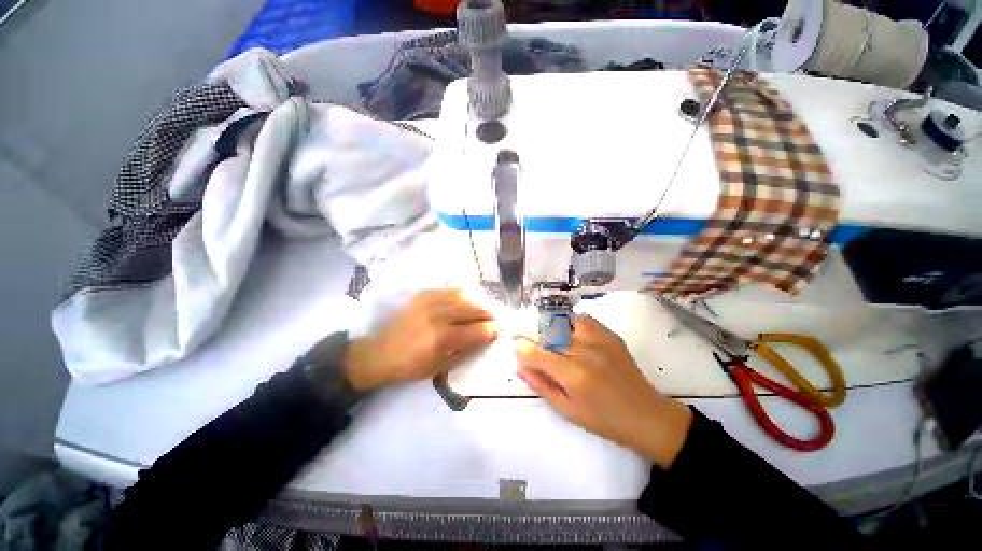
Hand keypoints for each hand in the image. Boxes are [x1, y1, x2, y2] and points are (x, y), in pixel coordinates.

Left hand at [345, 289, 497, 391]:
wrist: (379, 353)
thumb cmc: (411, 367)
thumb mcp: (442, 367)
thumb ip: (467, 350)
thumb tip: (486, 337)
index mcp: (442, 339)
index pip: (476, 330)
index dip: (491, 329)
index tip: (500, 329)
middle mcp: (438, 316)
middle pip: (472, 309)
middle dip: (487, 314)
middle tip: (494, 319)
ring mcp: (430, 302)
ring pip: (464, 297)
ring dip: (477, 304)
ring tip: (482, 310)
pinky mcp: (423, 295)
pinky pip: (450, 291)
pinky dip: (463, 296)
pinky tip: (466, 302)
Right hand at [515, 315, 692, 468]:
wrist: (646, 415)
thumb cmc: (603, 420)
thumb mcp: (567, 410)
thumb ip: (541, 385)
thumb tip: (520, 366)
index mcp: (573, 376)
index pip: (538, 353)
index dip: (522, 348)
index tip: (515, 346)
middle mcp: (585, 352)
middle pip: (549, 333)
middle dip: (533, 334)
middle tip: (528, 339)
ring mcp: (599, 340)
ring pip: (565, 320)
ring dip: (552, 327)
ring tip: (550, 337)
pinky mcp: (610, 335)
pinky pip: (584, 319)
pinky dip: (571, 323)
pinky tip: (570, 334)